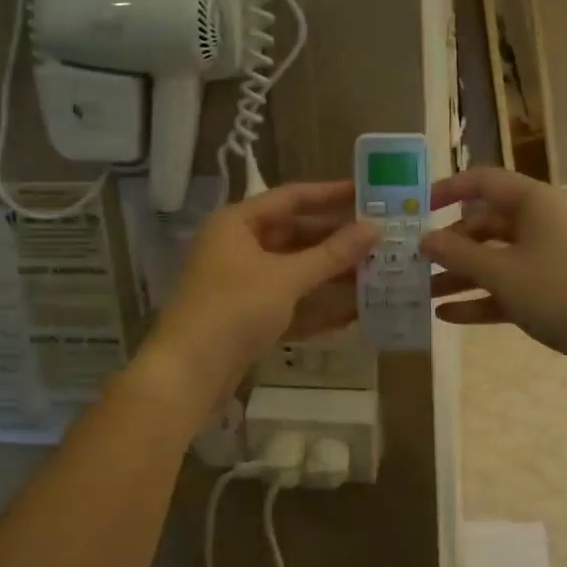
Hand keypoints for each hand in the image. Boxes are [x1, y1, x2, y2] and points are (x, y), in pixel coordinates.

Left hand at [144, 180, 378, 407]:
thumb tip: (374, 227)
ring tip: (376, 273)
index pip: (291, 198)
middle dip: (335, 240)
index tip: (367, 192)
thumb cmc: (234, 309)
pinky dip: (316, 307)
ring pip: (293, 271)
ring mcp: (241, 285)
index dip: (330, 194)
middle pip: (294, 235)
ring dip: (330, 275)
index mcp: (238, 223)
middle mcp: (237, 247)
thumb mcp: (286, 278)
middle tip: (379, 239)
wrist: (187, 375)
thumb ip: (332, 254)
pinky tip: (354, 313)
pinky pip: (288, 304)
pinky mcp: (246, 318)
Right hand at [422, 167, 566, 390]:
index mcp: (533, 202)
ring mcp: (551, 257)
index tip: (418, 209)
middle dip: (450, 244)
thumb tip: (424, 238)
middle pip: (486, 224)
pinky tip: (448, 316)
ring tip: (423, 295)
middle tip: (416, 263)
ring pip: (497, 259)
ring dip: (461, 275)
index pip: (483, 181)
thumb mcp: (502, 273)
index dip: (448, 190)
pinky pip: (511, 286)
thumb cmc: (562, 292)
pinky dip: (483, 297)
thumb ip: (458, 254)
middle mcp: (542, 222)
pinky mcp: (557, 290)